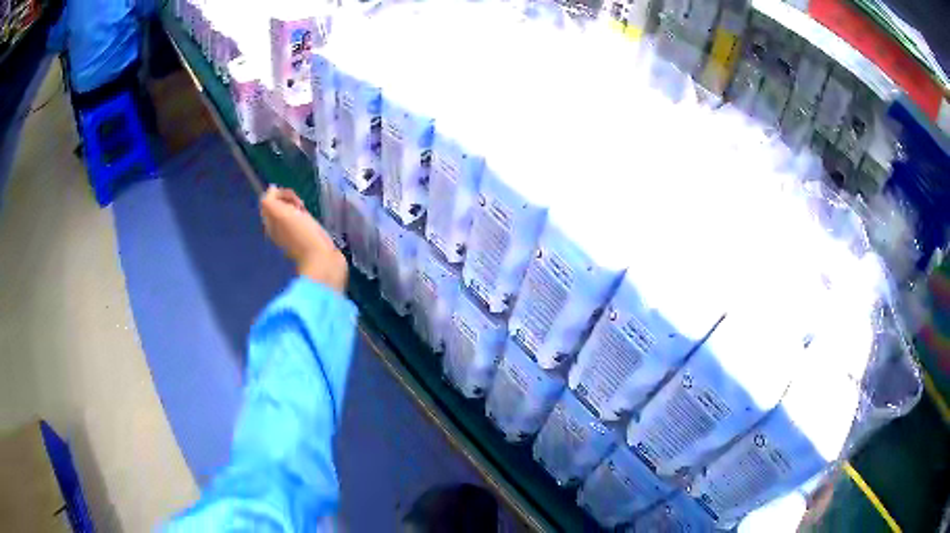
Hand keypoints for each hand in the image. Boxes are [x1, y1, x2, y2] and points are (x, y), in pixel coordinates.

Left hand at [260, 186, 347, 292]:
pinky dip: (305, 214)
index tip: (292, 199)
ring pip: (290, 210)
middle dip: (289, 199)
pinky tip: (311, 219)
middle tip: (300, 205)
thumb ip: (271, 201)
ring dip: (298, 206)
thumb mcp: (282, 215)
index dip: (279, 194)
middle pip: (278, 205)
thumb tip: (270, 189)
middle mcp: (277, 229)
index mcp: (270, 224)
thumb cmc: (302, 235)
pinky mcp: (305, 236)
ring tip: (306, 211)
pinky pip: (300, 218)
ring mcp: (291, 233)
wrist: (322, 259)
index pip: (268, 201)